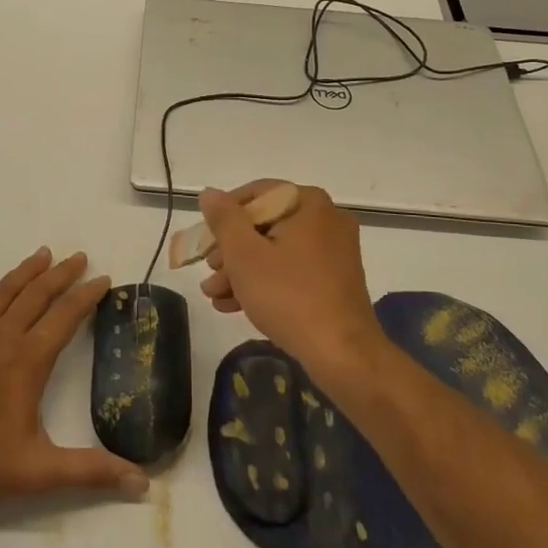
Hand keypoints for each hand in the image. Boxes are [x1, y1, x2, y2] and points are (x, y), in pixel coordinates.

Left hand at [0, 248, 148, 504]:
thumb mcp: (44, 471)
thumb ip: (93, 472)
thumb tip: (143, 484)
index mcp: (29, 360)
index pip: (66, 316)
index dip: (87, 295)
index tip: (103, 278)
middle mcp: (2, 339)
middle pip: (37, 296)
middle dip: (61, 275)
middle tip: (78, 257)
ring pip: (2, 294)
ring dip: (24, 272)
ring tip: (42, 253)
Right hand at [198, 181, 383, 378]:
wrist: (342, 354)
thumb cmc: (289, 296)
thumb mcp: (244, 255)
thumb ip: (224, 219)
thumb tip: (209, 194)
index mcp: (309, 203)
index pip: (256, 194)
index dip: (224, 216)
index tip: (205, 241)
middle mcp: (326, 219)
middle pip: (264, 224)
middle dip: (230, 251)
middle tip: (209, 273)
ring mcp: (334, 251)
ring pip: (275, 250)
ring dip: (241, 271)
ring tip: (214, 296)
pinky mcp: (334, 279)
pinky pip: (292, 270)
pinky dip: (264, 282)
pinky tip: (234, 305)